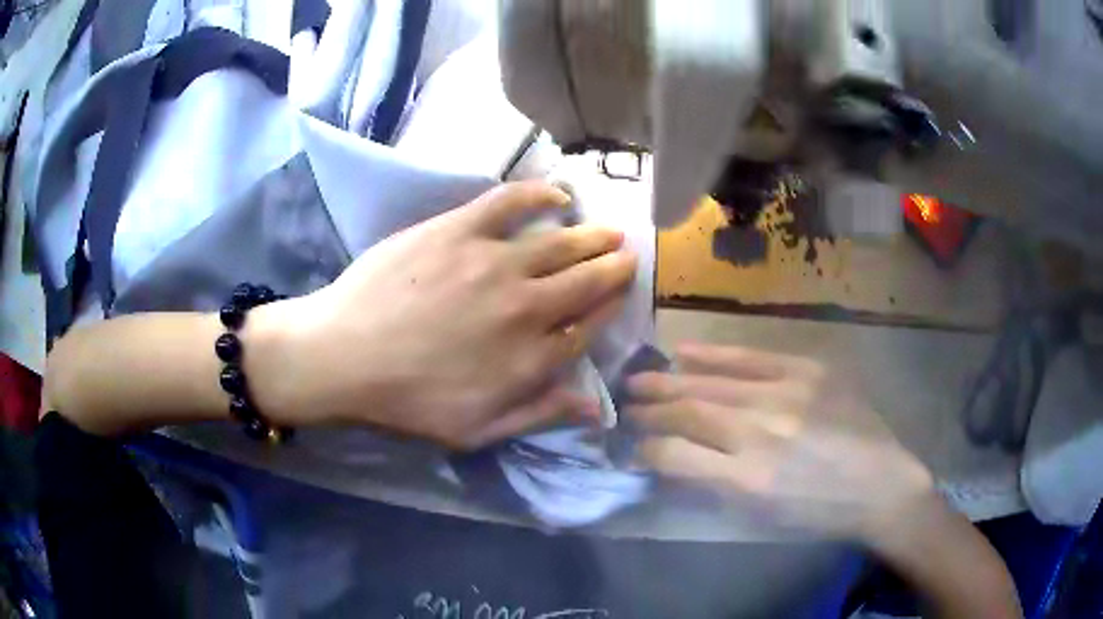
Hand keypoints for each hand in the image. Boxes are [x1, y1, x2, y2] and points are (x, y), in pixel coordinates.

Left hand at [251, 181, 636, 448]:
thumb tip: (596, 407)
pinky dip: (539, 194)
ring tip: (609, 229)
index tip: (621, 294)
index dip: (609, 308)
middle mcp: (526, 307)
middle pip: (584, 281)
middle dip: (613, 267)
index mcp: (531, 358)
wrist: (344, 356)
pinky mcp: (459, 230)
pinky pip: (510, 203)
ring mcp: (493, 262)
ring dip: (591, 236)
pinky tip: (558, 194)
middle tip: (627, 254)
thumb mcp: (477, 431)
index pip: (589, 327)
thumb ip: (540, 414)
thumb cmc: (407, 402)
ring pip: (559, 243)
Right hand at [627, 343, 934, 541]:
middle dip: (648, 409)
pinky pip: (750, 358)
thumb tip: (669, 459)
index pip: (673, 455)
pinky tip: (684, 351)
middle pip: (687, 412)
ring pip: (711, 384)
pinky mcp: (809, 371)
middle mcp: (760, 433)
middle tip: (625, 404)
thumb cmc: (816, 514)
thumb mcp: (760, 517)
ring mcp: (786, 395)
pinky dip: (713, 356)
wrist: (880, 485)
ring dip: (669, 381)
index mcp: (745, 481)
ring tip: (640, 378)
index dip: (644, 447)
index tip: (631, 445)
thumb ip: (711, 487)